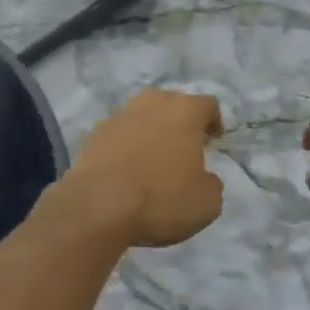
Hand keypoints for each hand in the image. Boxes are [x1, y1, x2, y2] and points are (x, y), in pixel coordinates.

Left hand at [61, 89, 224, 247]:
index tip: (214, 138)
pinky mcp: (94, 132)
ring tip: (153, 154)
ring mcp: (120, 114)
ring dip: (151, 128)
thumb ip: (212, 184)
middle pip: (173, 103)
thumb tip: (205, 178)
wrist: (97, 206)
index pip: (208, 104)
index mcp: (185, 111)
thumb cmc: (160, 199)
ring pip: (143, 113)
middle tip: (184, 145)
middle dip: (181, 120)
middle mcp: (153, 102)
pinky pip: (119, 132)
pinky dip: (125, 143)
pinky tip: (126, 166)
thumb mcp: (206, 203)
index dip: (214, 121)